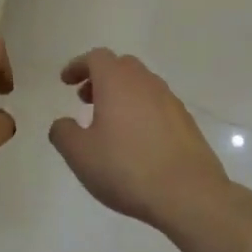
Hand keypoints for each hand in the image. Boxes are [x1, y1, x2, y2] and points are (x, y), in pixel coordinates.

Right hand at [49, 49, 234, 234]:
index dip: (78, 66)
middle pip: (121, 66)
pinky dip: (141, 111)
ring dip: (122, 95)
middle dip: (100, 78)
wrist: (189, 194)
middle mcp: (146, 83)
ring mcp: (170, 101)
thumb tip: (63, 123)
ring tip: (109, 123)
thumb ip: (63, 133)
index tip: (66, 82)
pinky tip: (137, 141)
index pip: (96, 58)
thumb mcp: (80, 155)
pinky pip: (158, 105)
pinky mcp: (187, 122)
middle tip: (86, 100)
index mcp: (117, 82)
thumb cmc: (127, 168)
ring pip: (142, 85)